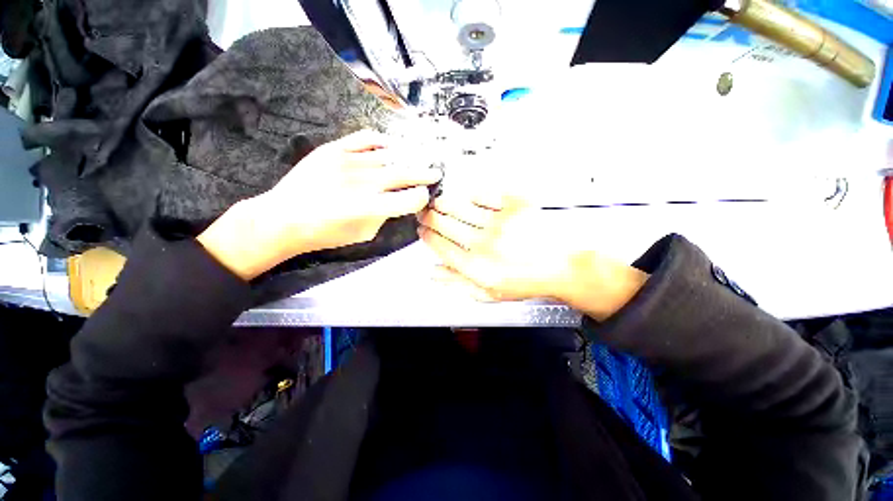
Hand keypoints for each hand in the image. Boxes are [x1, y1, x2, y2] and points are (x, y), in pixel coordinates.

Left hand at [198, 130, 441, 279]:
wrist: (284, 217)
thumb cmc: (326, 233)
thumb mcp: (364, 234)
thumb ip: (385, 215)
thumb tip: (398, 200)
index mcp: (371, 207)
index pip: (410, 198)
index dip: (422, 197)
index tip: (423, 195)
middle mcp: (364, 182)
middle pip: (405, 173)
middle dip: (424, 173)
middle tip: (435, 172)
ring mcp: (348, 161)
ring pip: (389, 155)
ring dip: (408, 158)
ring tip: (417, 159)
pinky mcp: (333, 149)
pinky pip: (366, 138)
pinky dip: (383, 141)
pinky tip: (391, 146)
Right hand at [418, 191, 648, 320]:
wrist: (562, 266)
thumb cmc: (526, 281)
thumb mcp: (489, 293)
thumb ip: (458, 283)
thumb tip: (434, 272)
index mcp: (476, 266)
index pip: (440, 247)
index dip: (427, 237)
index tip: (422, 230)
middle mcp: (483, 243)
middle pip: (446, 225)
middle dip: (429, 217)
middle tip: (424, 213)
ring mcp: (499, 222)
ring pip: (460, 208)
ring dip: (443, 203)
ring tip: (436, 201)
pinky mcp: (515, 206)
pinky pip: (485, 195)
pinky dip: (470, 193)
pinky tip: (464, 194)